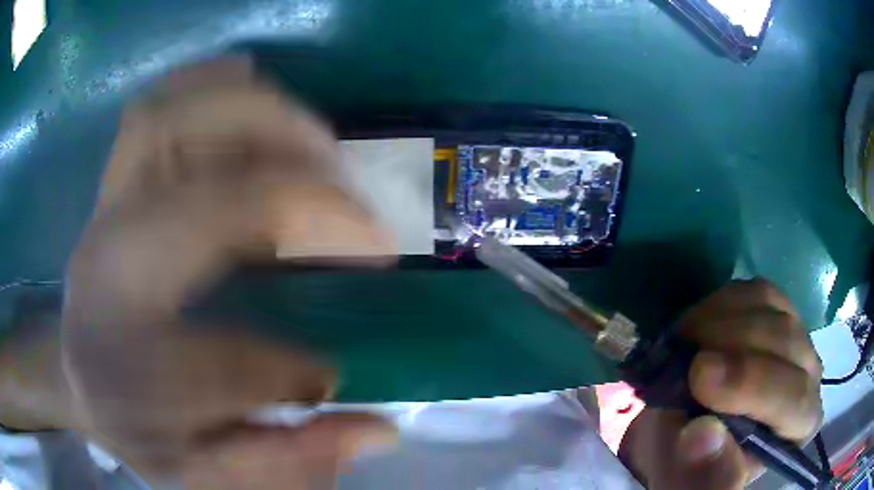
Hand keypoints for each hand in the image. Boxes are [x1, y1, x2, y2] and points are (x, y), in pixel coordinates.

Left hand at [59, 57, 398, 487]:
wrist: (81, 370)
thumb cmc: (135, 423)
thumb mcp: (201, 471)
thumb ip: (282, 461)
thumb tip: (378, 432)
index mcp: (119, 365)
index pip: (211, 360)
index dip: (287, 371)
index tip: (334, 375)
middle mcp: (104, 266)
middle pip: (187, 190)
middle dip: (291, 189)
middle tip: (356, 210)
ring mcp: (106, 205)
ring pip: (172, 118)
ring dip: (260, 116)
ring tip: (322, 146)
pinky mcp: (117, 176)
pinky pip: (163, 102)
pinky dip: (215, 84)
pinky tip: (258, 98)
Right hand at [618, 279, 822, 488]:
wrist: (690, 430)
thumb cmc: (692, 463)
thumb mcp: (689, 482)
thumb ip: (700, 473)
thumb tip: (704, 435)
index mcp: (799, 427)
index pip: (794, 399)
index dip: (751, 385)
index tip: (699, 378)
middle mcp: (809, 376)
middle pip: (787, 343)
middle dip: (734, 346)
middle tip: (684, 356)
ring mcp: (796, 335)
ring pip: (773, 309)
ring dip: (724, 320)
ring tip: (687, 343)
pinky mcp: (777, 310)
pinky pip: (758, 291)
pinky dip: (725, 301)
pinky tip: (701, 324)